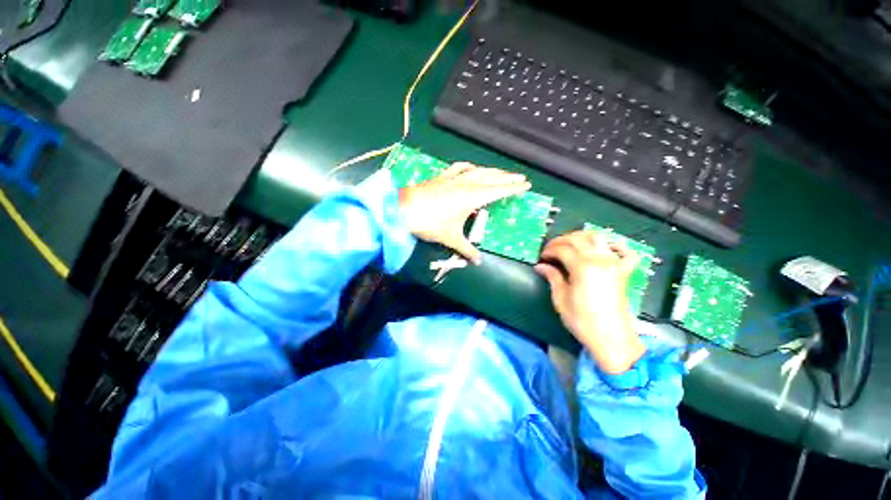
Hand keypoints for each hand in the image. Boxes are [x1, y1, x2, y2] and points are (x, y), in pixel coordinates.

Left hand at [398, 162, 529, 263]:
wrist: (403, 210)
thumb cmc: (430, 224)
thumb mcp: (451, 238)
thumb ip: (467, 250)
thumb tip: (478, 262)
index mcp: (472, 197)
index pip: (498, 191)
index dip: (513, 188)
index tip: (526, 185)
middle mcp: (466, 184)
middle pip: (491, 178)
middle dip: (507, 177)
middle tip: (520, 177)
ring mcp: (453, 178)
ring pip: (478, 171)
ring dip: (492, 171)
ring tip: (502, 172)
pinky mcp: (442, 177)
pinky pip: (459, 168)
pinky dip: (469, 167)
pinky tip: (472, 167)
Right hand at [534, 231, 645, 373]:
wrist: (611, 338)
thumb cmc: (582, 320)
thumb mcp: (561, 299)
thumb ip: (552, 277)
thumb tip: (541, 266)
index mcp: (582, 267)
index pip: (562, 249)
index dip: (549, 250)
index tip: (542, 257)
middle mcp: (600, 260)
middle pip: (578, 239)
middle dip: (561, 240)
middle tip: (551, 249)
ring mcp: (614, 264)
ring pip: (598, 238)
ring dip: (582, 237)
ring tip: (570, 244)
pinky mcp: (624, 271)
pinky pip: (626, 252)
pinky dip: (616, 245)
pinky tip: (605, 248)